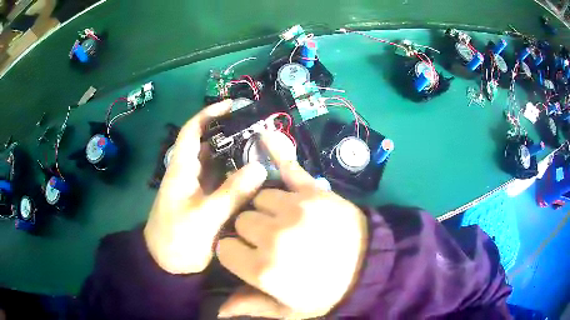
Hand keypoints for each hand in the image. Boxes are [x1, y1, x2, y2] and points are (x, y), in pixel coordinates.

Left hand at [144, 100, 267, 273]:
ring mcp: (195, 188)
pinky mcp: (202, 201)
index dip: (209, 114)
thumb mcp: (205, 216)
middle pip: (208, 144)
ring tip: (262, 151)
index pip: (192, 130)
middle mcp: (188, 172)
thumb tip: (260, 168)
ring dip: (235, 155)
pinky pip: (220, 181)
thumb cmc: (177, 238)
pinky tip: (252, 177)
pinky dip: (234, 175)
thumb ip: (231, 193)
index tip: (232, 106)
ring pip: (216, 163)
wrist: (166, 264)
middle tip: (258, 131)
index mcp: (181, 168)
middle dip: (230, 134)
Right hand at [217, 131, 368, 318]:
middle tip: (271, 242)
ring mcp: (296, 210)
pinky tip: (265, 136)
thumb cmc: (327, 293)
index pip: (225, 249)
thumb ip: (252, 306)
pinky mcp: (314, 193)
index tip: (247, 256)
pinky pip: (289, 167)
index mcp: (264, 270)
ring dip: (266, 210)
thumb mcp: (289, 311)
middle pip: (242, 221)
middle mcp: (274, 237)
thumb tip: (216, 311)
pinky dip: (277, 151)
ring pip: (260, 200)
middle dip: (250, 232)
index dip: (235, 253)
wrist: (370, 269)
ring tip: (284, 222)